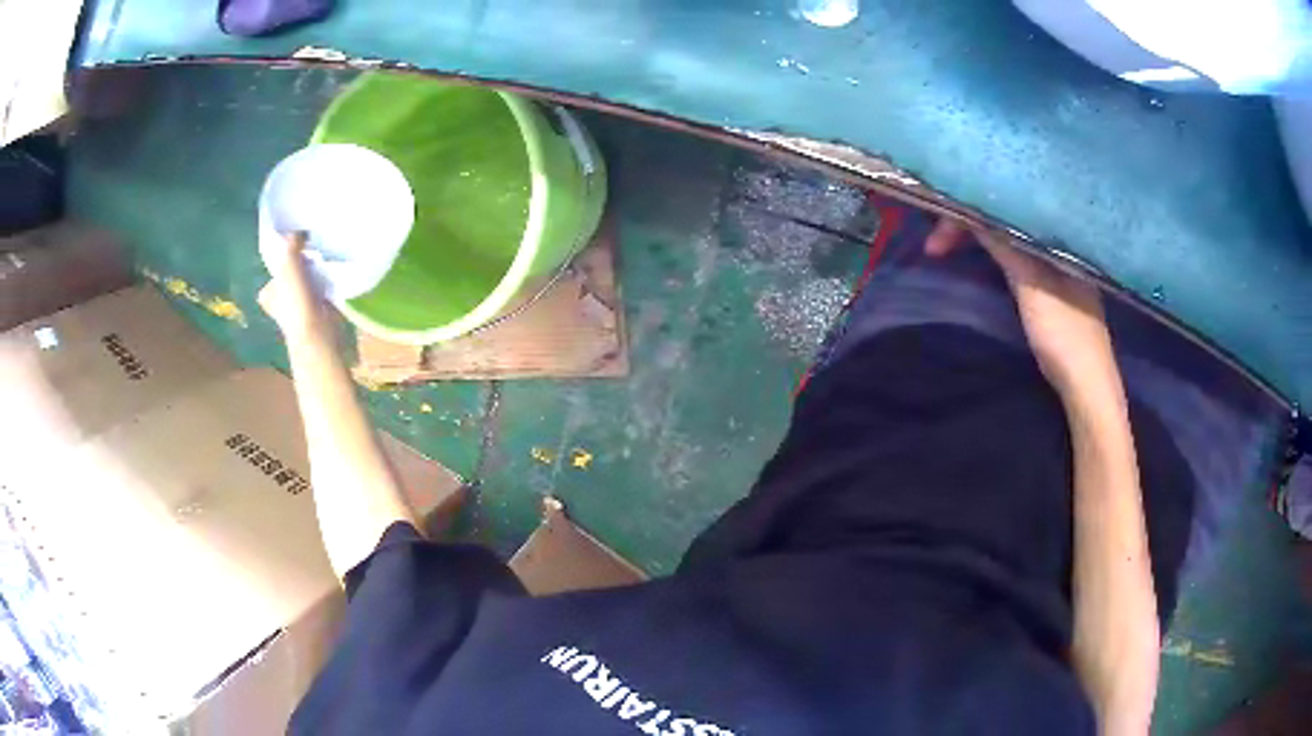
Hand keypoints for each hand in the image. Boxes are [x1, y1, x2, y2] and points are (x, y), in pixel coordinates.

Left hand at [258, 232, 330, 339]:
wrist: (317, 331)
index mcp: (268, 294)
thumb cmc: (296, 301)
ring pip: (307, 280)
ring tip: (325, 257)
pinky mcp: (318, 310)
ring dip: (316, 271)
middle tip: (313, 250)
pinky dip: (327, 281)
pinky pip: (322, 288)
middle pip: (292, 273)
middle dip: (302, 263)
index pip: (275, 270)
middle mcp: (281, 302)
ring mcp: (300, 307)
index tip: (298, 247)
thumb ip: (291, 245)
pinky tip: (333, 271)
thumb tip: (298, 232)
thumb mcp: (289, 265)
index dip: (285, 257)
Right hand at [925, 220, 1114, 394]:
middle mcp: (1055, 242)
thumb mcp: (1031, 285)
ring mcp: (1053, 265)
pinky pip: (1014, 256)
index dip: (968, 213)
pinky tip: (977, 257)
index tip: (936, 234)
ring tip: (945, 248)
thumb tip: (970, 208)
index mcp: (1056, 235)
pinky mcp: (1049, 286)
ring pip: (1007, 239)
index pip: (1007, 206)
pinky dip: (992, 254)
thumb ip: (1004, 245)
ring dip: (977, 241)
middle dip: (968, 226)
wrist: (1086, 385)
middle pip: (1005, 220)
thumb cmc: (1064, 334)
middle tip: (933, 245)